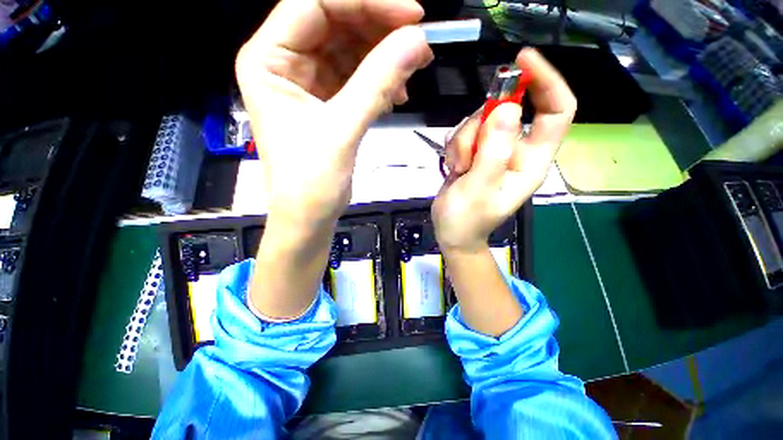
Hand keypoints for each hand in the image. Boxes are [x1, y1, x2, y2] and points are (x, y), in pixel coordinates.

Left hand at [236, 0, 432, 230]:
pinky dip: (378, 82)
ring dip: (383, 59)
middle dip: (379, 30)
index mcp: (268, 61)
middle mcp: (284, 65)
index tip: (411, 13)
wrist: (309, 217)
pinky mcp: (326, 104)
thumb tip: (417, 41)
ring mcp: (307, 85)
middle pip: (335, 23)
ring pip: (349, 51)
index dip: (364, 1)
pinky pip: (356, 78)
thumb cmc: (311, 182)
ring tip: (410, 73)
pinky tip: (395, 96)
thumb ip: (377, 83)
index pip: (314, 4)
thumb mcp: (342, 130)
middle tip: (418, 43)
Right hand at [432, 48, 575, 252]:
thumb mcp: (478, 189)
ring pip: (480, 120)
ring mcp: (494, 150)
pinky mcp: (476, 152)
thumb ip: (493, 153)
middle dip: (479, 127)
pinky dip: (455, 146)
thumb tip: (509, 109)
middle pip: (506, 111)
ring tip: (458, 170)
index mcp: (530, 161)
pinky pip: (465, 132)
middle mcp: (517, 151)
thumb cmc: (466, 220)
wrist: (452, 233)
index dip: (545, 82)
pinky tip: (453, 167)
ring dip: (463, 142)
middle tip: (465, 157)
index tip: (521, 62)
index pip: (556, 111)